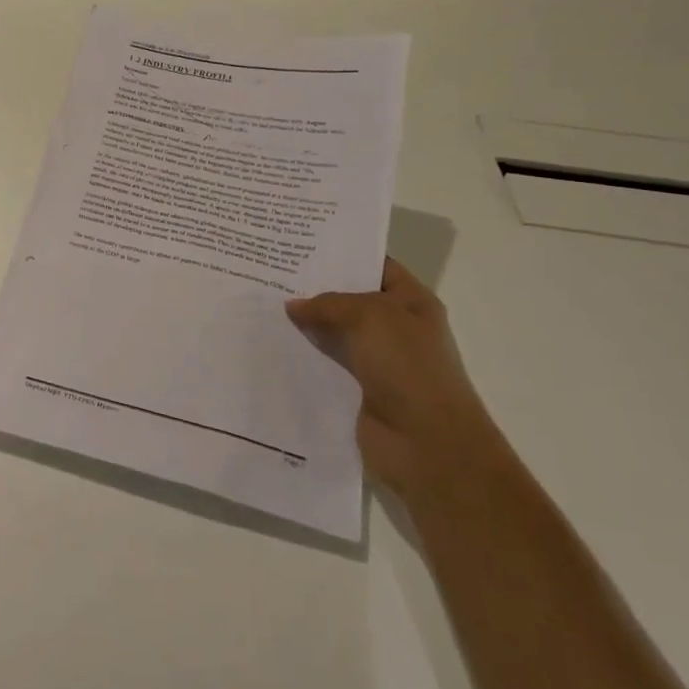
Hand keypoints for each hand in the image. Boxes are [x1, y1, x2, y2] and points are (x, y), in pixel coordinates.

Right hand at [286, 257, 505, 506]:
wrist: (428, 445)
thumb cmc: (408, 368)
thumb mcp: (370, 317)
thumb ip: (329, 304)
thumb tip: (294, 305)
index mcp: (412, 302)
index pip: (375, 265)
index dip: (343, 253)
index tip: (300, 243)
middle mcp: (396, 328)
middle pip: (350, 299)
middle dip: (314, 288)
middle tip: (269, 271)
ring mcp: (377, 361)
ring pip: (334, 333)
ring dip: (305, 324)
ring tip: (261, 305)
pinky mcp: (357, 390)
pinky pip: (325, 365)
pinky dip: (303, 357)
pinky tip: (271, 345)